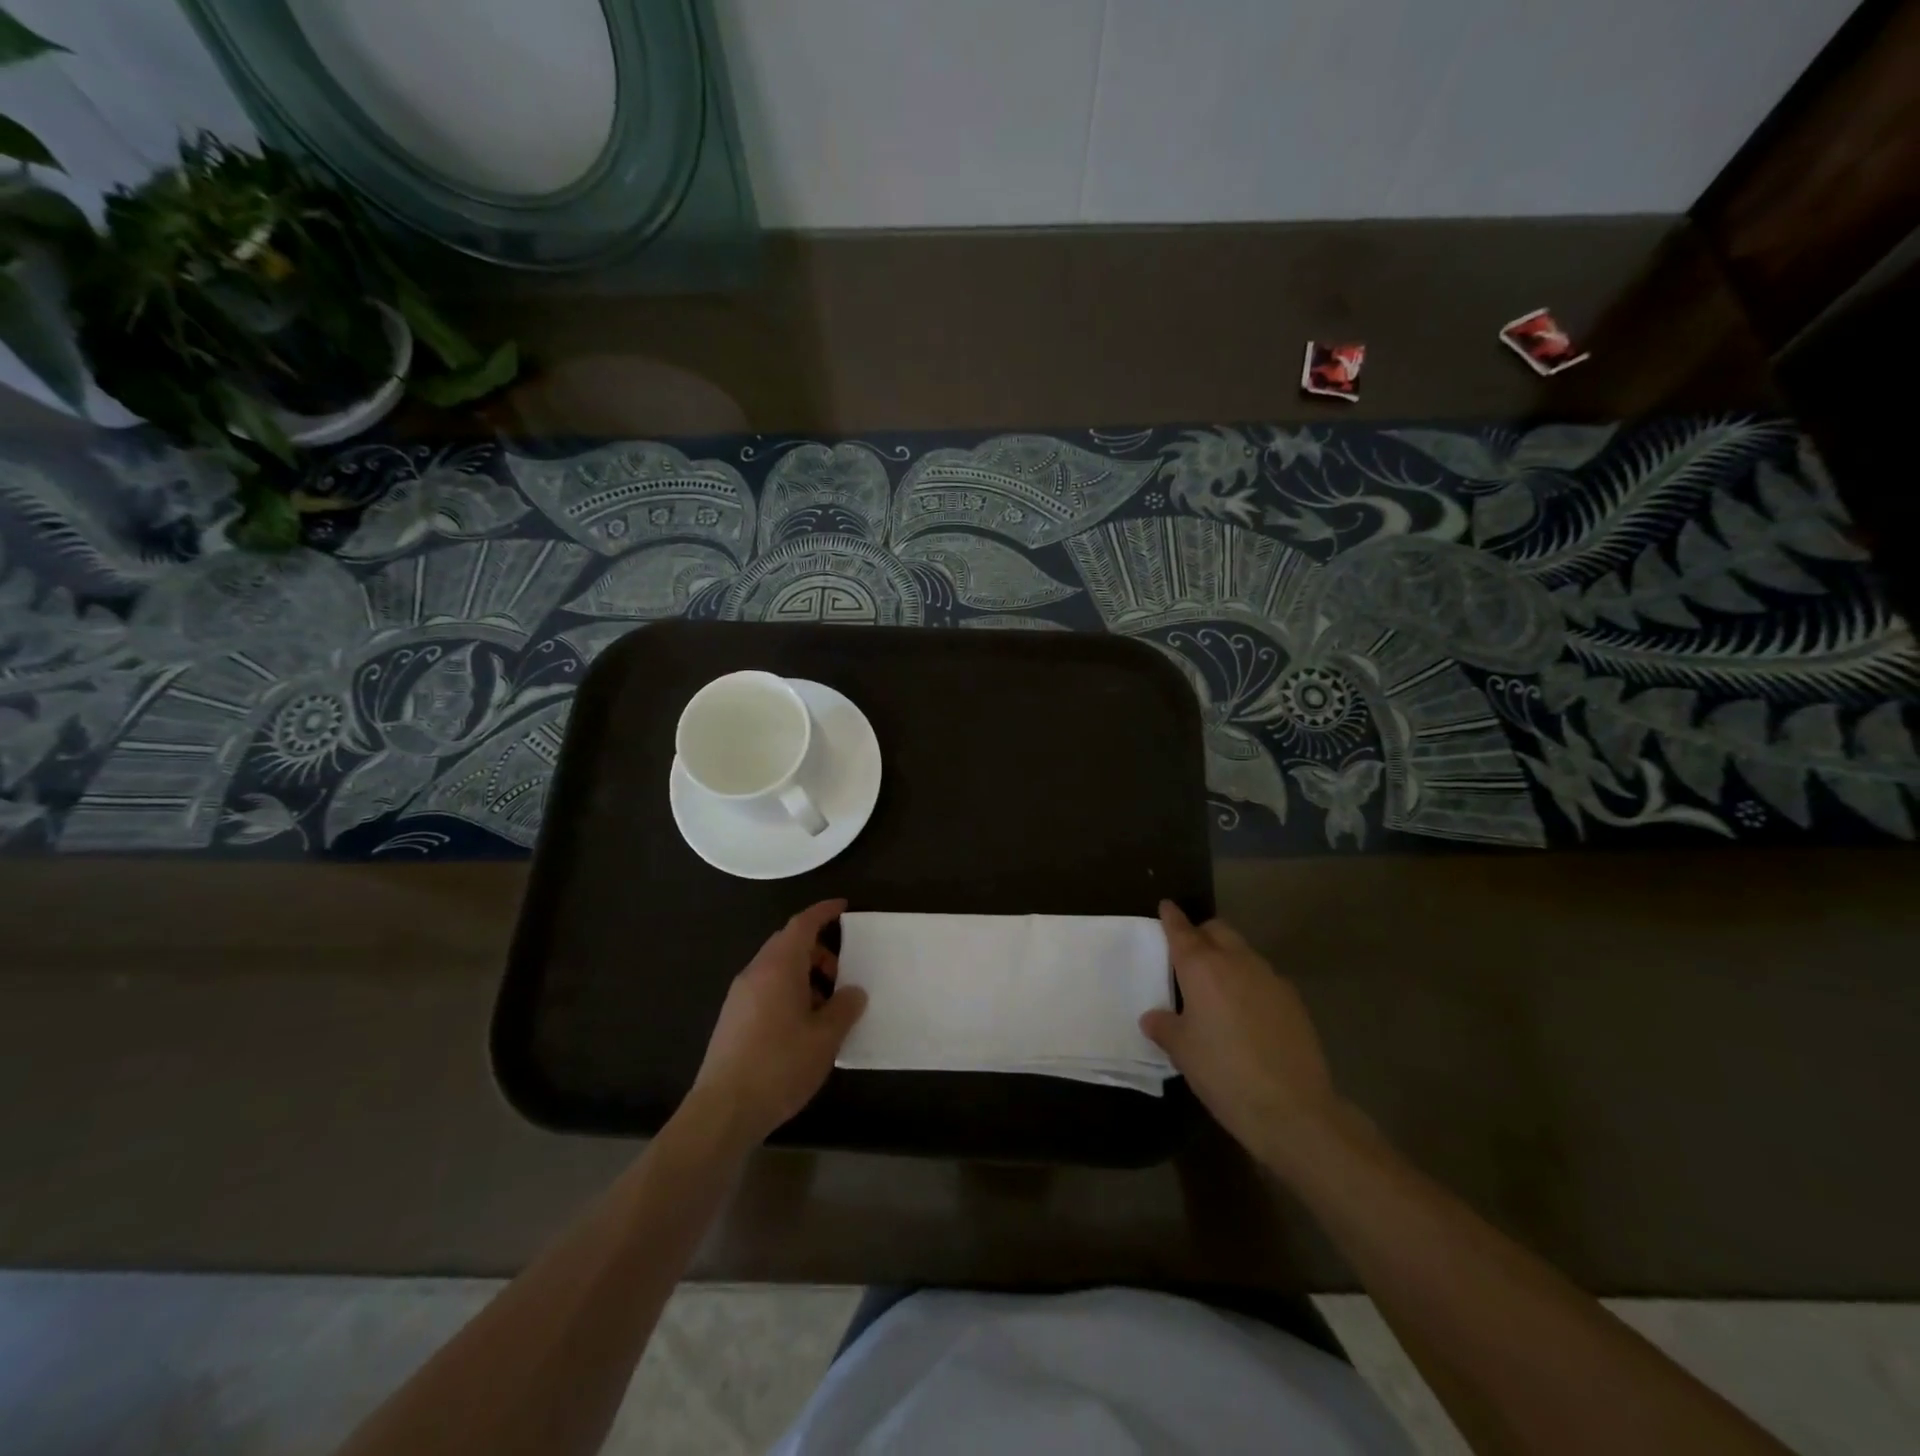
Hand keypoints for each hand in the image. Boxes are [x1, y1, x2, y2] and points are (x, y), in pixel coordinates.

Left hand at [687, 899, 867, 1149]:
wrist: (723, 1110)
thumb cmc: (780, 1065)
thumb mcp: (825, 1038)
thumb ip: (844, 1008)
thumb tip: (853, 992)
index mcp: (779, 967)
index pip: (802, 924)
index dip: (823, 912)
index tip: (844, 907)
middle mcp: (755, 972)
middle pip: (788, 943)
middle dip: (818, 950)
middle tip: (842, 973)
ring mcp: (739, 995)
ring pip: (776, 967)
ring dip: (803, 974)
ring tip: (825, 1006)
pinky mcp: (732, 1018)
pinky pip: (765, 988)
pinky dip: (787, 991)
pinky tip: (802, 1025)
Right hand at [1141, 901, 1343, 1172]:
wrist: (1293, 1109)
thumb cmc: (1223, 1072)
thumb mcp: (1182, 1051)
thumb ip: (1165, 1026)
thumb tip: (1154, 1017)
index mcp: (1202, 967)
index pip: (1182, 930)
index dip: (1171, 918)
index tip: (1166, 907)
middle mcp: (1237, 962)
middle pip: (1218, 930)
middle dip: (1202, 934)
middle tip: (1188, 953)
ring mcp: (1271, 979)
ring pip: (1244, 953)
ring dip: (1228, 958)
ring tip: (1217, 988)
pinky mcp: (1295, 1001)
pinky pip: (1264, 979)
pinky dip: (1250, 983)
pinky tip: (1247, 1013)